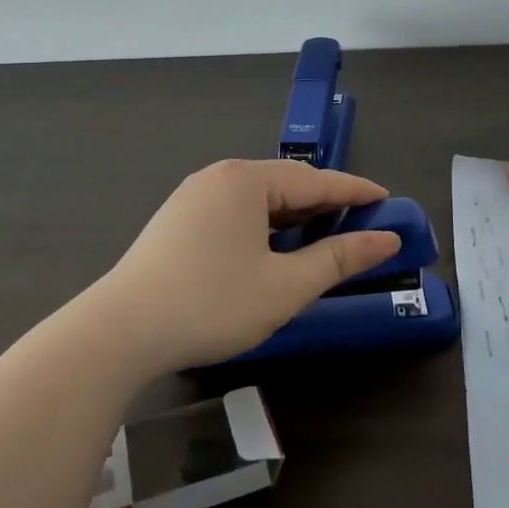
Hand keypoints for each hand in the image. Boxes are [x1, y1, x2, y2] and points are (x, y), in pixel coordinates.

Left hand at [86, 159, 404, 374]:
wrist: (121, 331)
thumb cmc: (212, 303)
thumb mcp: (285, 286)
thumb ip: (338, 259)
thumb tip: (385, 240)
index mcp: (246, 180)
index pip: (316, 180)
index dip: (355, 191)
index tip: (387, 199)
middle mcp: (219, 176)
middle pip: (285, 184)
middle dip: (324, 203)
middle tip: (360, 223)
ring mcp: (193, 197)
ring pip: (257, 199)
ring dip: (292, 216)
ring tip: (321, 237)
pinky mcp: (177, 220)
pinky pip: (234, 211)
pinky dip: (263, 225)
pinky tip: (271, 248)